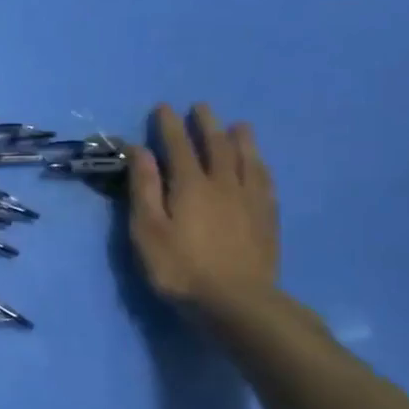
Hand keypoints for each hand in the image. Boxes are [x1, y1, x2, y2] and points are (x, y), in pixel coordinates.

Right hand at [126, 103, 277, 314]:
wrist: (236, 301)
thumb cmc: (179, 267)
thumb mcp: (147, 229)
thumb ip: (144, 188)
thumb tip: (141, 151)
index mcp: (190, 185)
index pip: (178, 147)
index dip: (169, 126)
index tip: (163, 107)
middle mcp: (223, 185)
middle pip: (217, 146)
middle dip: (206, 124)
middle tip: (201, 107)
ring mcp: (250, 201)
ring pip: (247, 160)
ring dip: (240, 139)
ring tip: (238, 125)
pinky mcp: (267, 219)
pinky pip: (265, 181)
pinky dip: (259, 166)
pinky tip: (259, 165)